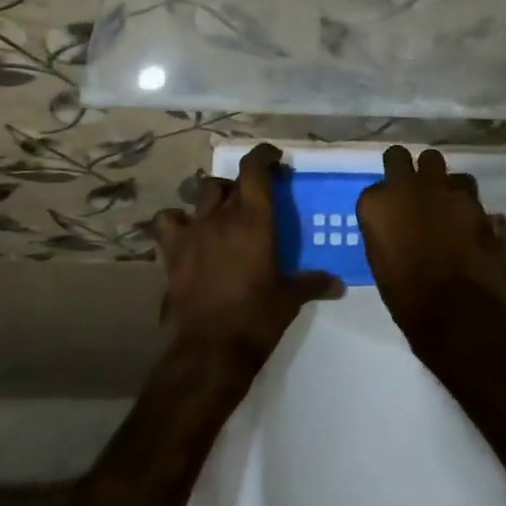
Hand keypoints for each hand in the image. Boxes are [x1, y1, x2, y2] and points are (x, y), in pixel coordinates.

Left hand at [151, 143, 342, 361]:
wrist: (210, 349)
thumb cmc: (257, 318)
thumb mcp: (290, 299)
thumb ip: (313, 284)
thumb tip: (338, 284)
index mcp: (255, 219)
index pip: (255, 168)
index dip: (263, 156)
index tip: (274, 159)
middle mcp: (222, 216)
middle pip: (230, 181)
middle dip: (244, 183)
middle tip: (257, 198)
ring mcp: (194, 231)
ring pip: (202, 194)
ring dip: (214, 197)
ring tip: (223, 212)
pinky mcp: (172, 251)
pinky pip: (167, 221)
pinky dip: (176, 221)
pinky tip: (186, 232)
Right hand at [358, 147, 505, 340]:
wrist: (454, 309)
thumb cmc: (406, 294)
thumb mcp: (380, 258)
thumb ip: (385, 228)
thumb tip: (395, 223)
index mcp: (378, 202)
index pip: (376, 187)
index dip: (385, 200)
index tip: (390, 214)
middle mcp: (408, 185)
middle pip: (401, 156)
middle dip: (407, 169)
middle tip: (413, 190)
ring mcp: (444, 189)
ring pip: (441, 167)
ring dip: (441, 183)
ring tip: (446, 205)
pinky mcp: (475, 201)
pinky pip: (468, 191)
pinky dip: (466, 203)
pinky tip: (468, 221)